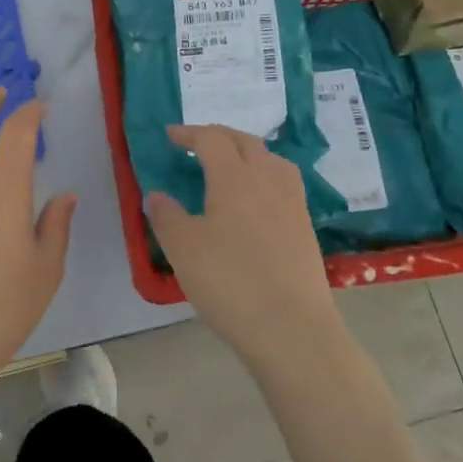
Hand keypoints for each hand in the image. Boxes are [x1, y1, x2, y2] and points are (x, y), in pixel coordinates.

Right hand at [144, 124, 339, 367]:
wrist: (291, 328)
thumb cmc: (230, 282)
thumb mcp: (183, 249)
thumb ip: (166, 216)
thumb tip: (156, 195)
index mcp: (234, 178)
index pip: (211, 139)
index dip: (188, 133)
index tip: (170, 136)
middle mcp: (267, 180)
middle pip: (245, 141)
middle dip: (218, 136)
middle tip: (196, 144)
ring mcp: (292, 203)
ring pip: (271, 159)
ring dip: (247, 152)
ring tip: (231, 165)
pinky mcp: (305, 227)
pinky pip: (284, 183)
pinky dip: (265, 175)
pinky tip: (257, 199)